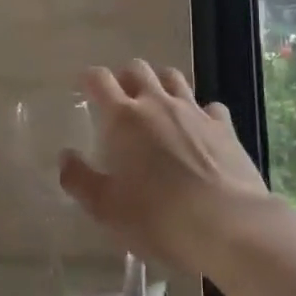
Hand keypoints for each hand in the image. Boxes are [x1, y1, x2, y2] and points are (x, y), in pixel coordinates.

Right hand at [59, 61, 270, 275]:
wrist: (229, 226)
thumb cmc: (159, 218)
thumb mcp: (107, 209)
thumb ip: (80, 180)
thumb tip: (66, 157)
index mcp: (124, 118)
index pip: (99, 80)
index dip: (88, 80)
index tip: (84, 89)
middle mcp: (157, 103)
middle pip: (137, 69)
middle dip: (124, 78)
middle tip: (120, 101)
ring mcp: (194, 111)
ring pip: (173, 78)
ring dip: (160, 84)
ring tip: (156, 106)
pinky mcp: (224, 126)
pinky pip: (209, 107)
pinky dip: (200, 112)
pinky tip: (199, 130)